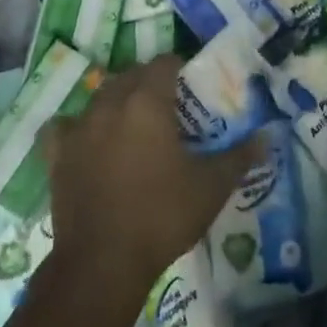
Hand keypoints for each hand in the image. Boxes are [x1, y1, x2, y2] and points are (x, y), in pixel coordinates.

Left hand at [42, 56, 264, 293]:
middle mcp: (111, 103)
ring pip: (101, 96)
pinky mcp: (57, 154)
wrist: (102, 263)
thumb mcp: (210, 187)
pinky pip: (65, 126)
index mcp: (147, 101)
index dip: (179, 67)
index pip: (164, 63)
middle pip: (131, 74)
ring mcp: (80, 127)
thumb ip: (239, 157)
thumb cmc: (162, 216)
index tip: (191, 83)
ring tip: (133, 122)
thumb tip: (269, 137)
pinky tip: (86, 139)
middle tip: (169, 106)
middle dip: (149, 81)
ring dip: (118, 99)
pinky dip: (76, 126)